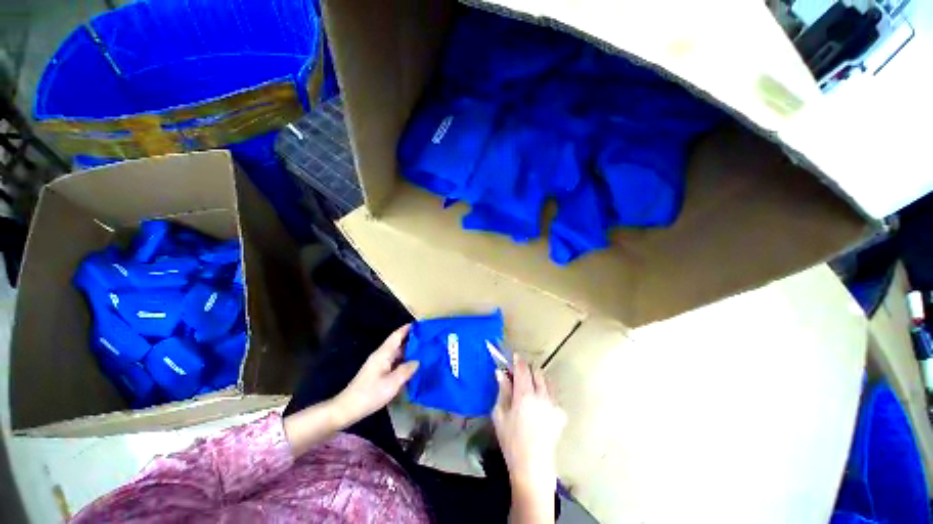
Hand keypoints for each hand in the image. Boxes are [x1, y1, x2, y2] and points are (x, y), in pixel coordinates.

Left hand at [334, 324, 418, 425]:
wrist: (348, 408)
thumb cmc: (370, 394)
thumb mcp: (392, 383)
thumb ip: (406, 370)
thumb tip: (418, 361)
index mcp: (383, 353)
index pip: (397, 335)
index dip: (408, 328)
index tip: (421, 325)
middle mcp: (381, 355)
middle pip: (398, 343)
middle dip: (412, 340)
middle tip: (427, 340)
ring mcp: (379, 364)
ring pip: (396, 353)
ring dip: (409, 351)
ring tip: (424, 352)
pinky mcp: (378, 373)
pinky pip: (394, 362)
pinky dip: (403, 361)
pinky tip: (412, 367)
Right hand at [493, 355, 565, 500]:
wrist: (532, 466)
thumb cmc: (511, 440)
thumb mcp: (500, 414)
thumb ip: (503, 390)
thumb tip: (501, 372)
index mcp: (525, 395)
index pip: (522, 369)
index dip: (517, 360)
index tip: (514, 356)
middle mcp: (542, 396)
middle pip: (537, 371)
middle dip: (528, 369)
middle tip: (519, 375)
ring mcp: (554, 405)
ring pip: (547, 381)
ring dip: (538, 379)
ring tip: (530, 388)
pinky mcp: (561, 414)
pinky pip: (553, 395)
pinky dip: (545, 392)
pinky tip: (539, 405)